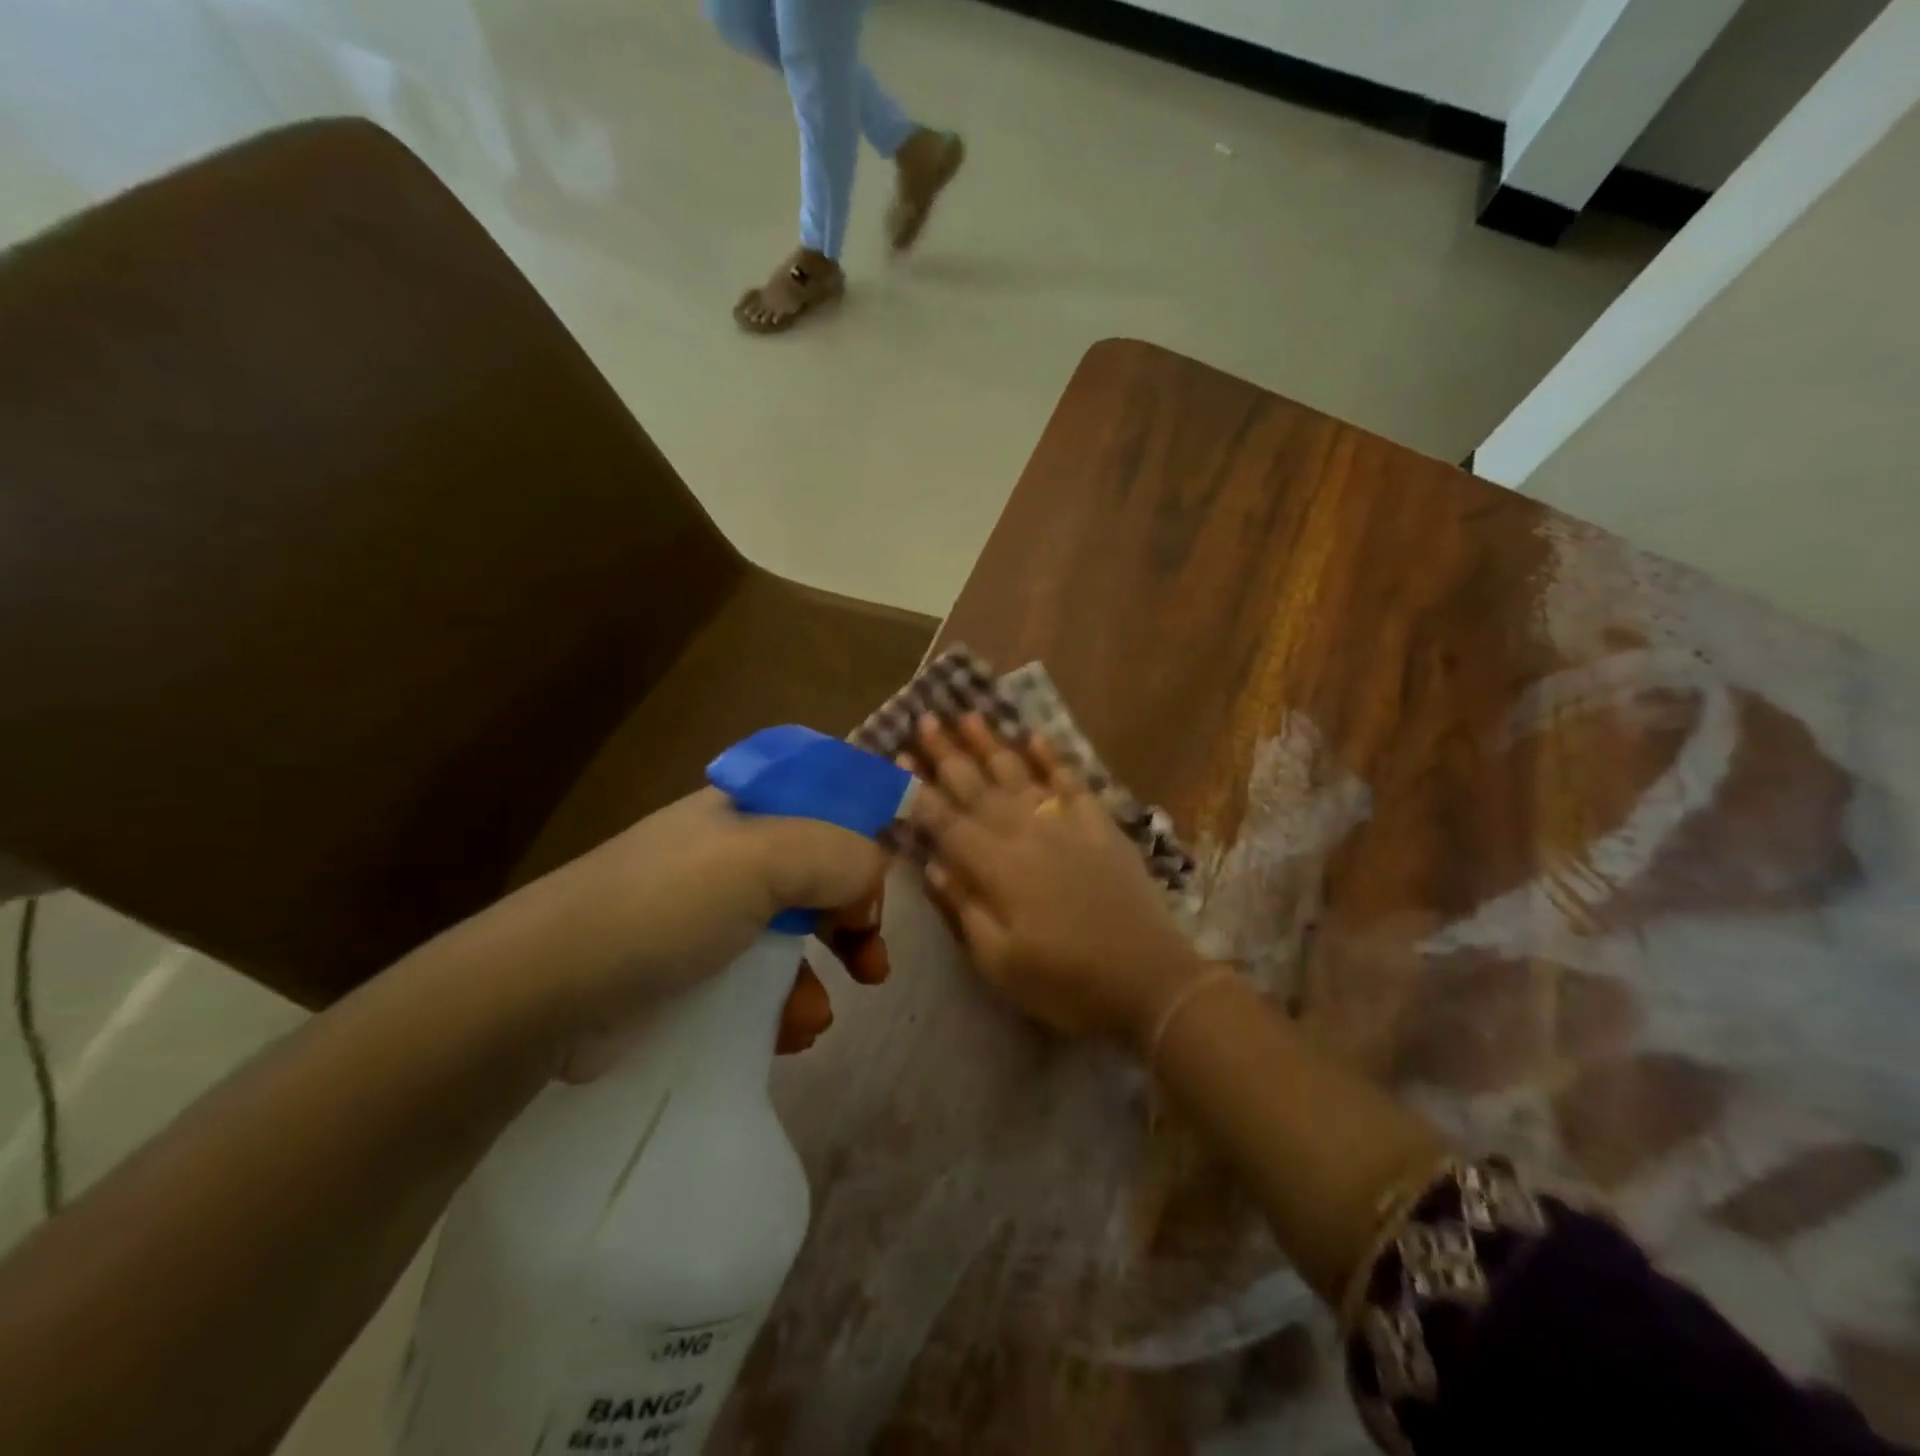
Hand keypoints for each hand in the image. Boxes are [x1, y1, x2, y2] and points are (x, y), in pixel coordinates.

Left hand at [534, 788, 887, 1076]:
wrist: (544, 994)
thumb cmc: (664, 907)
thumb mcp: (765, 859)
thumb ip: (840, 857)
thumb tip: (869, 890)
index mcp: (749, 809)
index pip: (829, 803)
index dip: (864, 839)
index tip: (880, 887)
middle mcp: (734, 853)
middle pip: (819, 872)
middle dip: (855, 916)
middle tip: (874, 962)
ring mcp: (712, 913)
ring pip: (795, 933)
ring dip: (821, 973)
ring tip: (817, 1019)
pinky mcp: (694, 970)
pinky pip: (761, 979)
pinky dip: (784, 1005)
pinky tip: (789, 1034)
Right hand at [903, 714, 1206, 1048]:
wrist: (1150, 980)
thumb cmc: (1066, 983)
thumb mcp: (1000, 963)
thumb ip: (964, 907)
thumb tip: (931, 863)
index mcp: (998, 870)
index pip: (947, 822)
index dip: (920, 792)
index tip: (898, 758)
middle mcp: (1027, 835)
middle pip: (979, 788)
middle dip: (948, 754)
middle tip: (925, 720)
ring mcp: (1068, 825)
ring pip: (1021, 775)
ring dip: (992, 744)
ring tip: (970, 714)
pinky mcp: (1101, 826)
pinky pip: (1073, 782)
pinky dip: (1053, 758)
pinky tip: (1036, 736)